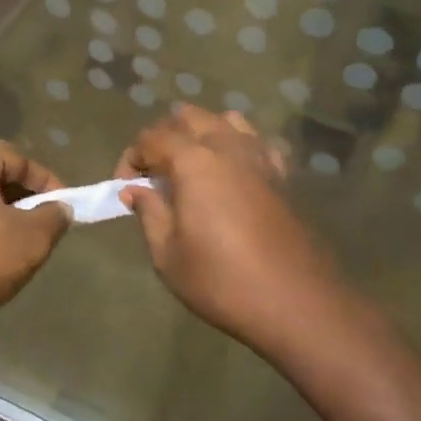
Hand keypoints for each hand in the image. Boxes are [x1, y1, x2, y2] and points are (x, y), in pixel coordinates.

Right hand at [115, 106, 347, 352]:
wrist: (295, 301)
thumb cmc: (222, 281)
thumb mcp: (168, 255)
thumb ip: (149, 213)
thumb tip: (135, 190)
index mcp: (194, 161)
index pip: (151, 138)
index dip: (131, 159)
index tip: (125, 190)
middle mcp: (227, 146)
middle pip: (188, 118)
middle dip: (163, 138)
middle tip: (153, 176)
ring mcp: (259, 157)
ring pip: (225, 121)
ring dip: (201, 134)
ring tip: (191, 167)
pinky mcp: (282, 174)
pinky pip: (256, 142)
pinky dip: (237, 146)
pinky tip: (231, 174)